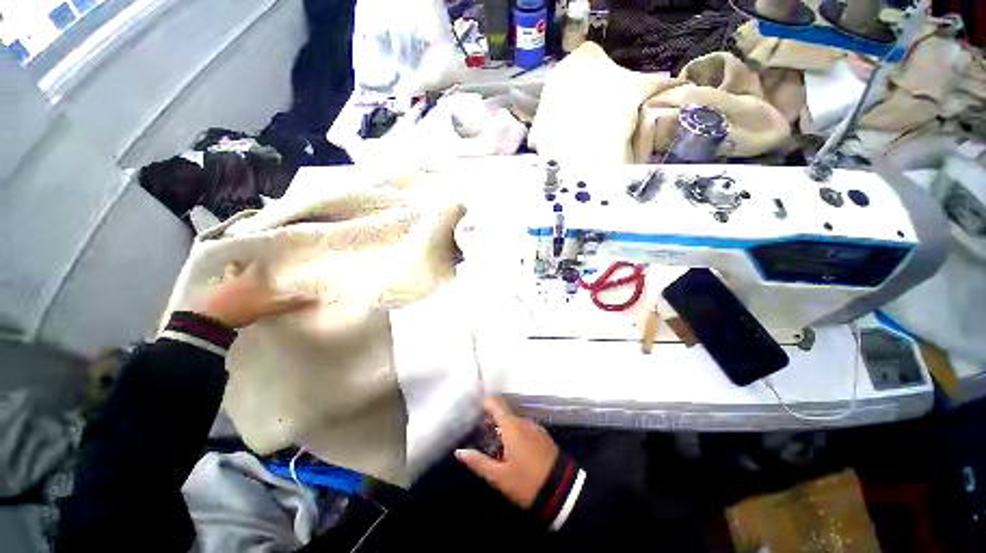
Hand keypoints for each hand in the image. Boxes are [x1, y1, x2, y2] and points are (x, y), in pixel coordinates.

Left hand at [199, 261, 316, 328]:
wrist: (210, 321)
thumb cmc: (243, 307)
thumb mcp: (272, 306)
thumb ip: (293, 302)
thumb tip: (317, 299)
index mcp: (251, 276)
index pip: (257, 264)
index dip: (261, 260)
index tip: (265, 256)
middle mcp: (235, 278)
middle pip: (237, 268)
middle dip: (240, 265)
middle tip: (242, 262)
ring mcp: (220, 288)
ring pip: (226, 279)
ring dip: (230, 278)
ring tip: (234, 281)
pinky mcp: (209, 300)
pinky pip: (217, 292)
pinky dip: (222, 292)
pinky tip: (225, 297)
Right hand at [456, 398, 558, 508]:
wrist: (563, 490)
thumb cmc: (527, 482)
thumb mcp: (500, 477)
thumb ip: (478, 462)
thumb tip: (459, 452)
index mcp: (512, 426)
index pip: (495, 404)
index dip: (483, 403)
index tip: (472, 409)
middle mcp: (524, 421)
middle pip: (503, 414)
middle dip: (490, 421)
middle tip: (477, 433)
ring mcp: (535, 427)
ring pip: (514, 422)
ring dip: (502, 428)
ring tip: (491, 444)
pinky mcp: (542, 436)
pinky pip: (524, 429)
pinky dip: (513, 433)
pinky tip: (509, 450)